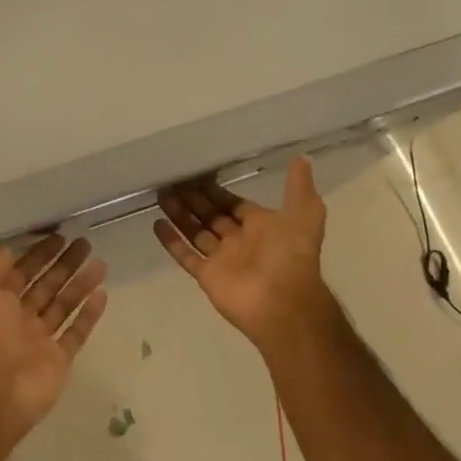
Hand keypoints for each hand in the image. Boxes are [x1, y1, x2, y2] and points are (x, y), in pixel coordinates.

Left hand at [0, 236, 109, 454]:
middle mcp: (19, 318)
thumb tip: (9, 249)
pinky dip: (89, 314)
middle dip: (64, 264)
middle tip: (85, 243)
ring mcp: (40, 340)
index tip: (60, 235)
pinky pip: (77, 332)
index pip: (22, 271)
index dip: (39, 253)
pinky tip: (103, 293)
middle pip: (46, 285)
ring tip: (100, 263)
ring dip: (81, 284)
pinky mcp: (59, 359)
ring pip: (64, 305)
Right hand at [155, 157, 337, 350]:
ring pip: (196, 232)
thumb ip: (298, 187)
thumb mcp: (304, 214)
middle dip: (193, 199)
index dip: (216, 191)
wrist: (283, 303)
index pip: (233, 203)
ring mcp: (222, 259)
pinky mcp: (207, 276)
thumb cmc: (291, 255)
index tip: (196, 175)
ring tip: (160, 196)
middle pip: (211, 216)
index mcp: (261, 226)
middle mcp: (240, 240)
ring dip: (179, 215)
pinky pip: (185, 256)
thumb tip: (303, 157)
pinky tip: (156, 223)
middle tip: (172, 182)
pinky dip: (171, 241)